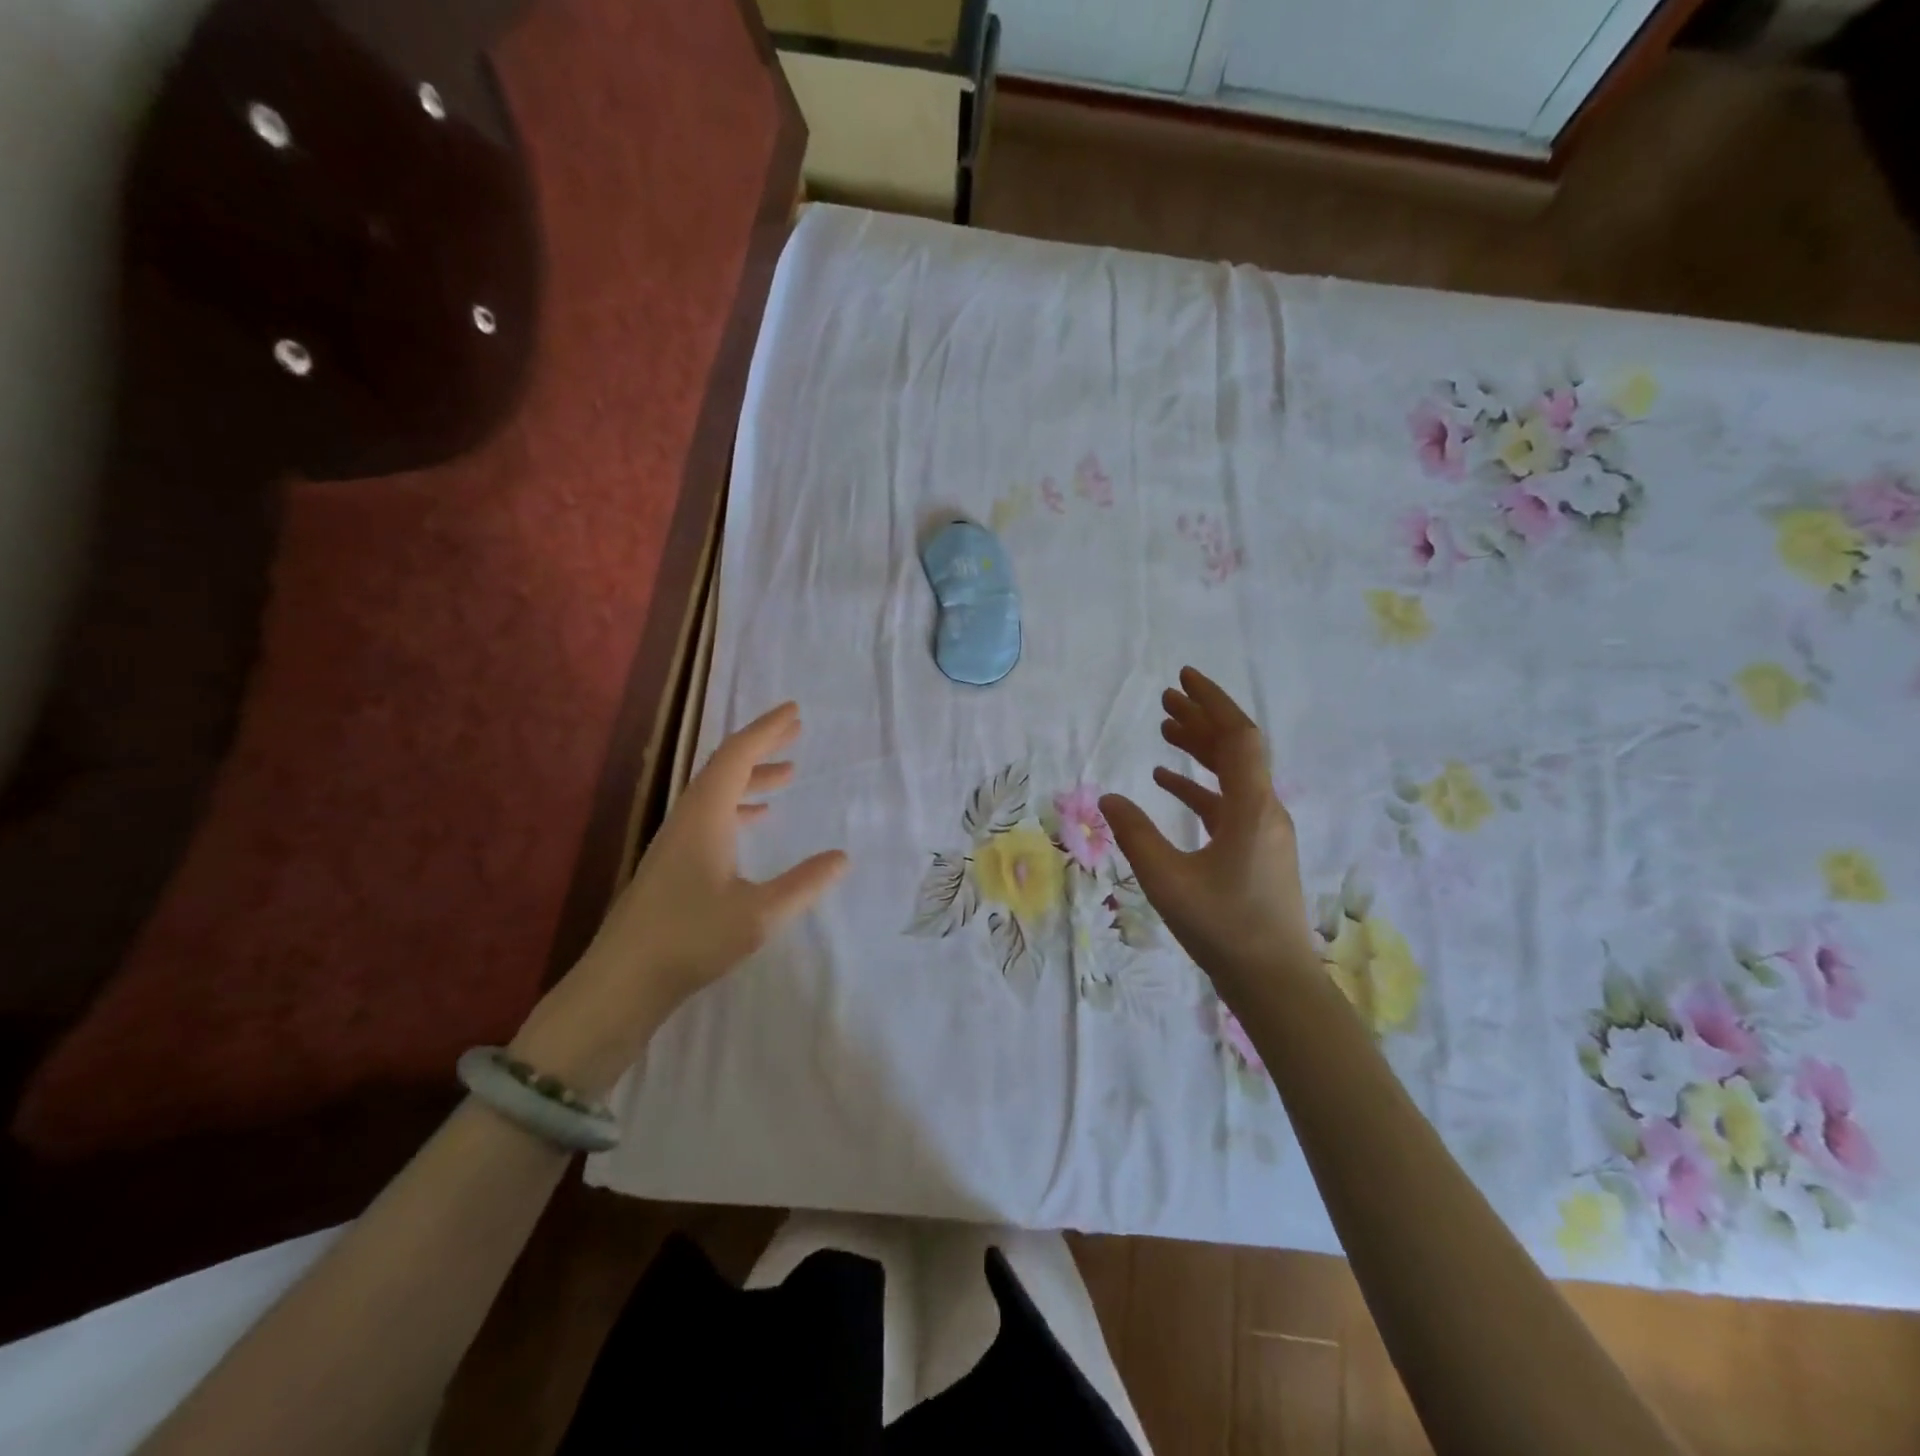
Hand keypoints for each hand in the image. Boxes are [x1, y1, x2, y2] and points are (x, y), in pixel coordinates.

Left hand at [511, 702, 848, 1095]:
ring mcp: (675, 843)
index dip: (765, 731)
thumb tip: (841, 857)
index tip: (793, 712)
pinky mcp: (672, 866)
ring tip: (787, 775)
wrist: (620, 983)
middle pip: (724, 768)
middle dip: (760, 746)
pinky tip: (755, 822)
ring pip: (716, 794)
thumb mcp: (759, 915)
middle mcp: (687, 820)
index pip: (736, 757)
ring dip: (751, 778)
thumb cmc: (689, 941)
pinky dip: (738, 808)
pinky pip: (710, 818)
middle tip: (795, 731)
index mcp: (704, 818)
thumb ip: (803, 884)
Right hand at [1100, 668, 1315, 992]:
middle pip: (1236, 749)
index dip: (1212, 703)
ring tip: (1164, 730)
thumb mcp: (1167, 879)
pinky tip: (1167, 783)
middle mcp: (1264, 810)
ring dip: (1200, 750)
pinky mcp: (1256, 851)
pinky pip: (1227, 803)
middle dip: (1202, 718)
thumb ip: (1136, 835)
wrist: (1273, 981)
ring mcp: (1263, 831)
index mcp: (1251, 808)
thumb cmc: (1222, 928)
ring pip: (1232, 775)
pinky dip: (1199, 787)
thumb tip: (1107, 799)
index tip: (1183, 679)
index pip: (1238, 737)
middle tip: (1166, 698)